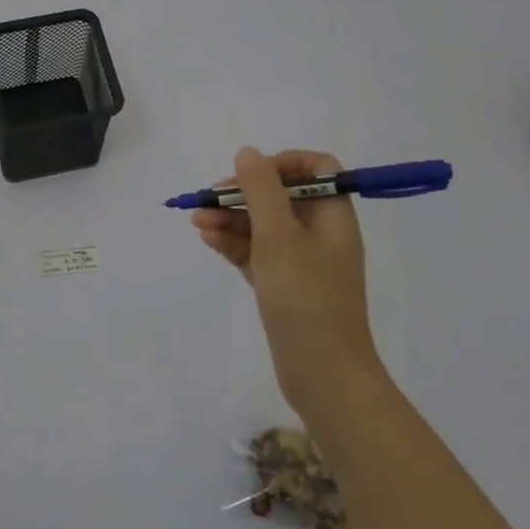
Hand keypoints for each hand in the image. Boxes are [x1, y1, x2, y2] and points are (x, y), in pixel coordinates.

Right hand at [192, 147, 386, 423]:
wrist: (324, 375)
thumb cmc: (305, 298)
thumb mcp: (279, 236)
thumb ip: (261, 190)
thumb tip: (249, 153)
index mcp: (333, 216)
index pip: (315, 169)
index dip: (281, 163)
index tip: (248, 174)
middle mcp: (321, 234)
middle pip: (281, 196)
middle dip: (242, 194)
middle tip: (207, 200)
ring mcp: (302, 262)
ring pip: (264, 226)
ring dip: (231, 219)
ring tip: (196, 222)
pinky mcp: (285, 287)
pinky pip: (257, 253)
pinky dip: (234, 244)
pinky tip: (208, 240)